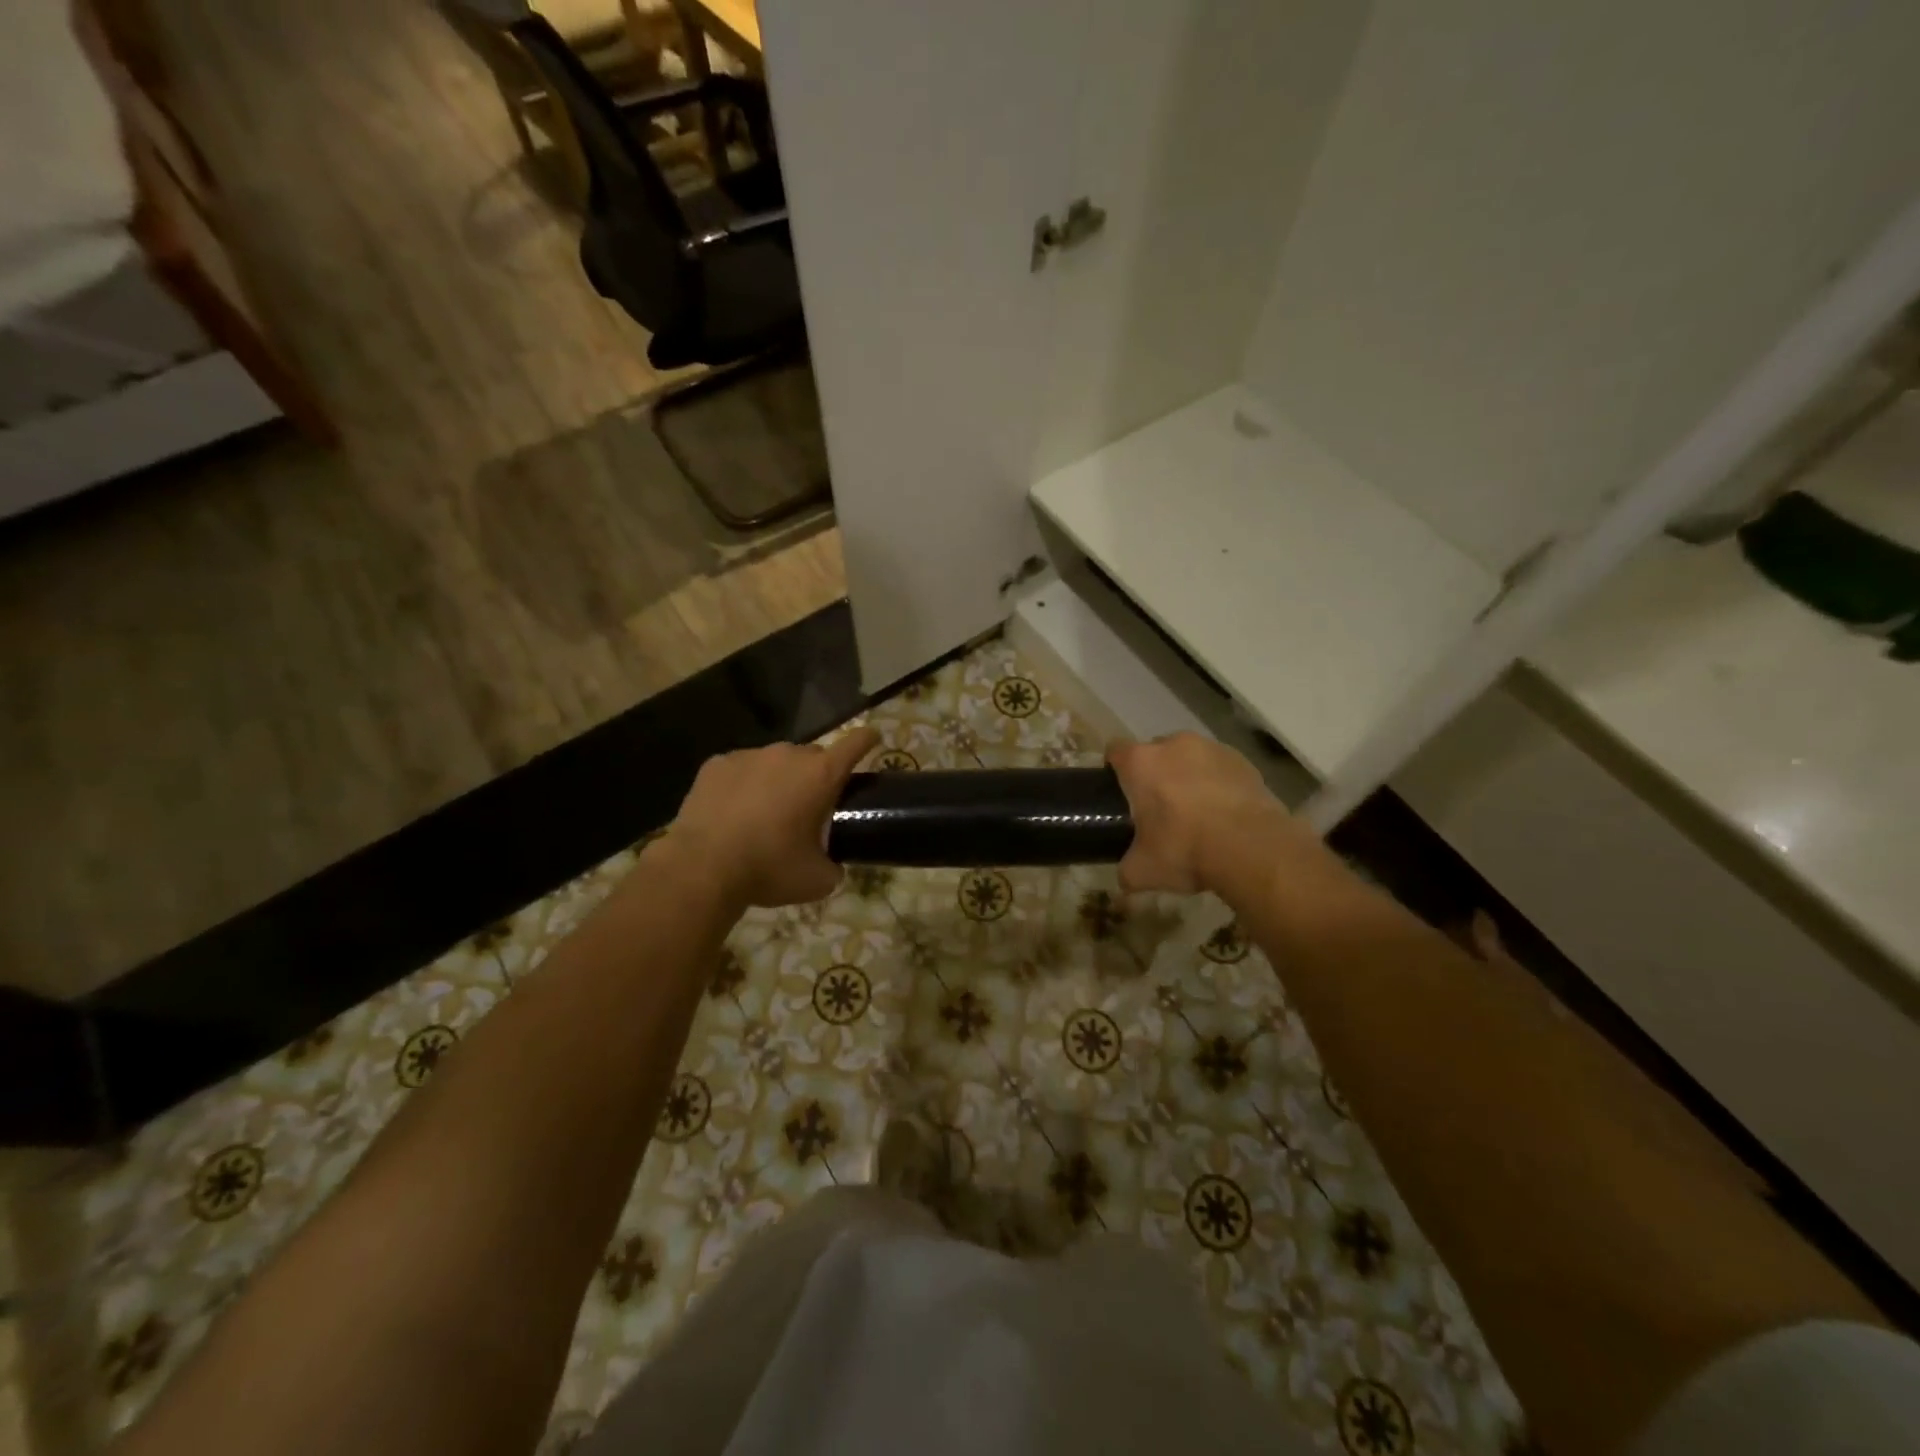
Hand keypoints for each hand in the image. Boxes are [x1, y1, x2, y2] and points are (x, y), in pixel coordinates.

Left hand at [666, 726, 881, 908]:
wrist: (701, 868)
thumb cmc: (769, 868)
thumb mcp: (817, 880)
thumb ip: (834, 866)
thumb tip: (833, 866)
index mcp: (821, 775)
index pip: (856, 743)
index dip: (868, 739)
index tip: (874, 739)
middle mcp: (788, 755)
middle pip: (813, 756)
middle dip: (816, 776)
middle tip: (808, 807)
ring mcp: (749, 755)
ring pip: (775, 761)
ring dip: (778, 779)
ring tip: (765, 813)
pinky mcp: (716, 764)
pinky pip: (741, 768)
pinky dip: (744, 784)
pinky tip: (733, 812)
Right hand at [1107, 733, 1307, 896]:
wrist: (1253, 848)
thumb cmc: (1186, 850)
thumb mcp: (1143, 871)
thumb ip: (1126, 870)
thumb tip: (1124, 879)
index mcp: (1141, 763)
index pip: (1115, 750)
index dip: (1114, 768)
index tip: (1119, 790)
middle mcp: (1174, 745)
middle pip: (1154, 751)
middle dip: (1154, 773)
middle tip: (1158, 807)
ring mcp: (1211, 748)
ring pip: (1189, 756)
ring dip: (1187, 775)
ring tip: (1196, 809)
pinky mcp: (1242, 760)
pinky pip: (1219, 767)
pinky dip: (1217, 782)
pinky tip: (1224, 811)